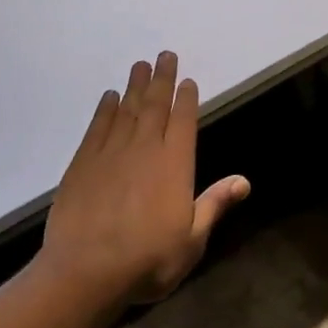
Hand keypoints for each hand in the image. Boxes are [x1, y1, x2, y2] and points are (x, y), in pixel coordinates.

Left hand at [38, 52, 250, 304]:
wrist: (85, 272)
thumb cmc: (148, 260)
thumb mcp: (192, 240)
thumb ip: (214, 205)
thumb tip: (244, 180)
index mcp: (175, 164)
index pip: (184, 121)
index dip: (186, 99)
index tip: (187, 80)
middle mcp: (145, 149)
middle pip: (155, 105)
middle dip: (162, 79)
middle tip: (164, 55)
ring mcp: (111, 153)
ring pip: (127, 110)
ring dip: (135, 86)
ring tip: (140, 65)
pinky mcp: (83, 163)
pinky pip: (97, 127)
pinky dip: (105, 109)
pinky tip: (109, 97)